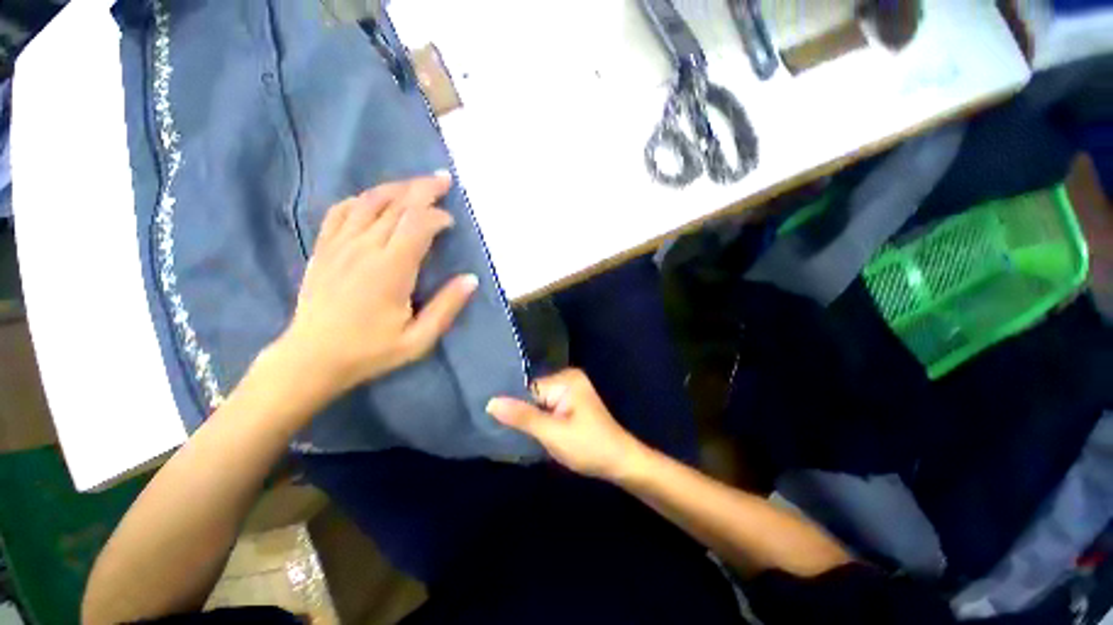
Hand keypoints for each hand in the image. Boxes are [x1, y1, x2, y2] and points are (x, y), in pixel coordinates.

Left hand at [277, 173, 478, 397]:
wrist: (311, 358)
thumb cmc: (370, 351)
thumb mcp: (418, 339)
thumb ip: (446, 307)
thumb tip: (471, 279)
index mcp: (391, 270)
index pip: (417, 225)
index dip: (437, 216)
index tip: (451, 222)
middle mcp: (364, 249)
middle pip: (396, 205)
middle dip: (422, 189)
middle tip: (442, 179)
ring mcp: (340, 245)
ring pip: (369, 202)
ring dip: (395, 188)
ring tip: (415, 184)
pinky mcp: (324, 248)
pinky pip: (341, 211)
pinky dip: (361, 199)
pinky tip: (373, 199)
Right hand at [486, 369, 646, 481]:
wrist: (621, 463)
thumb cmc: (589, 447)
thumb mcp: (553, 434)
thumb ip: (522, 417)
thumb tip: (491, 402)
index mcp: (566, 379)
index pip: (528, 389)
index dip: (515, 408)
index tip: (498, 425)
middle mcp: (568, 378)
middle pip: (533, 395)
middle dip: (523, 414)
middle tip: (509, 435)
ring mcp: (571, 391)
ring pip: (539, 403)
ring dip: (531, 420)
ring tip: (517, 436)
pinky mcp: (571, 403)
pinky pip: (548, 408)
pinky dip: (541, 421)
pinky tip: (534, 434)